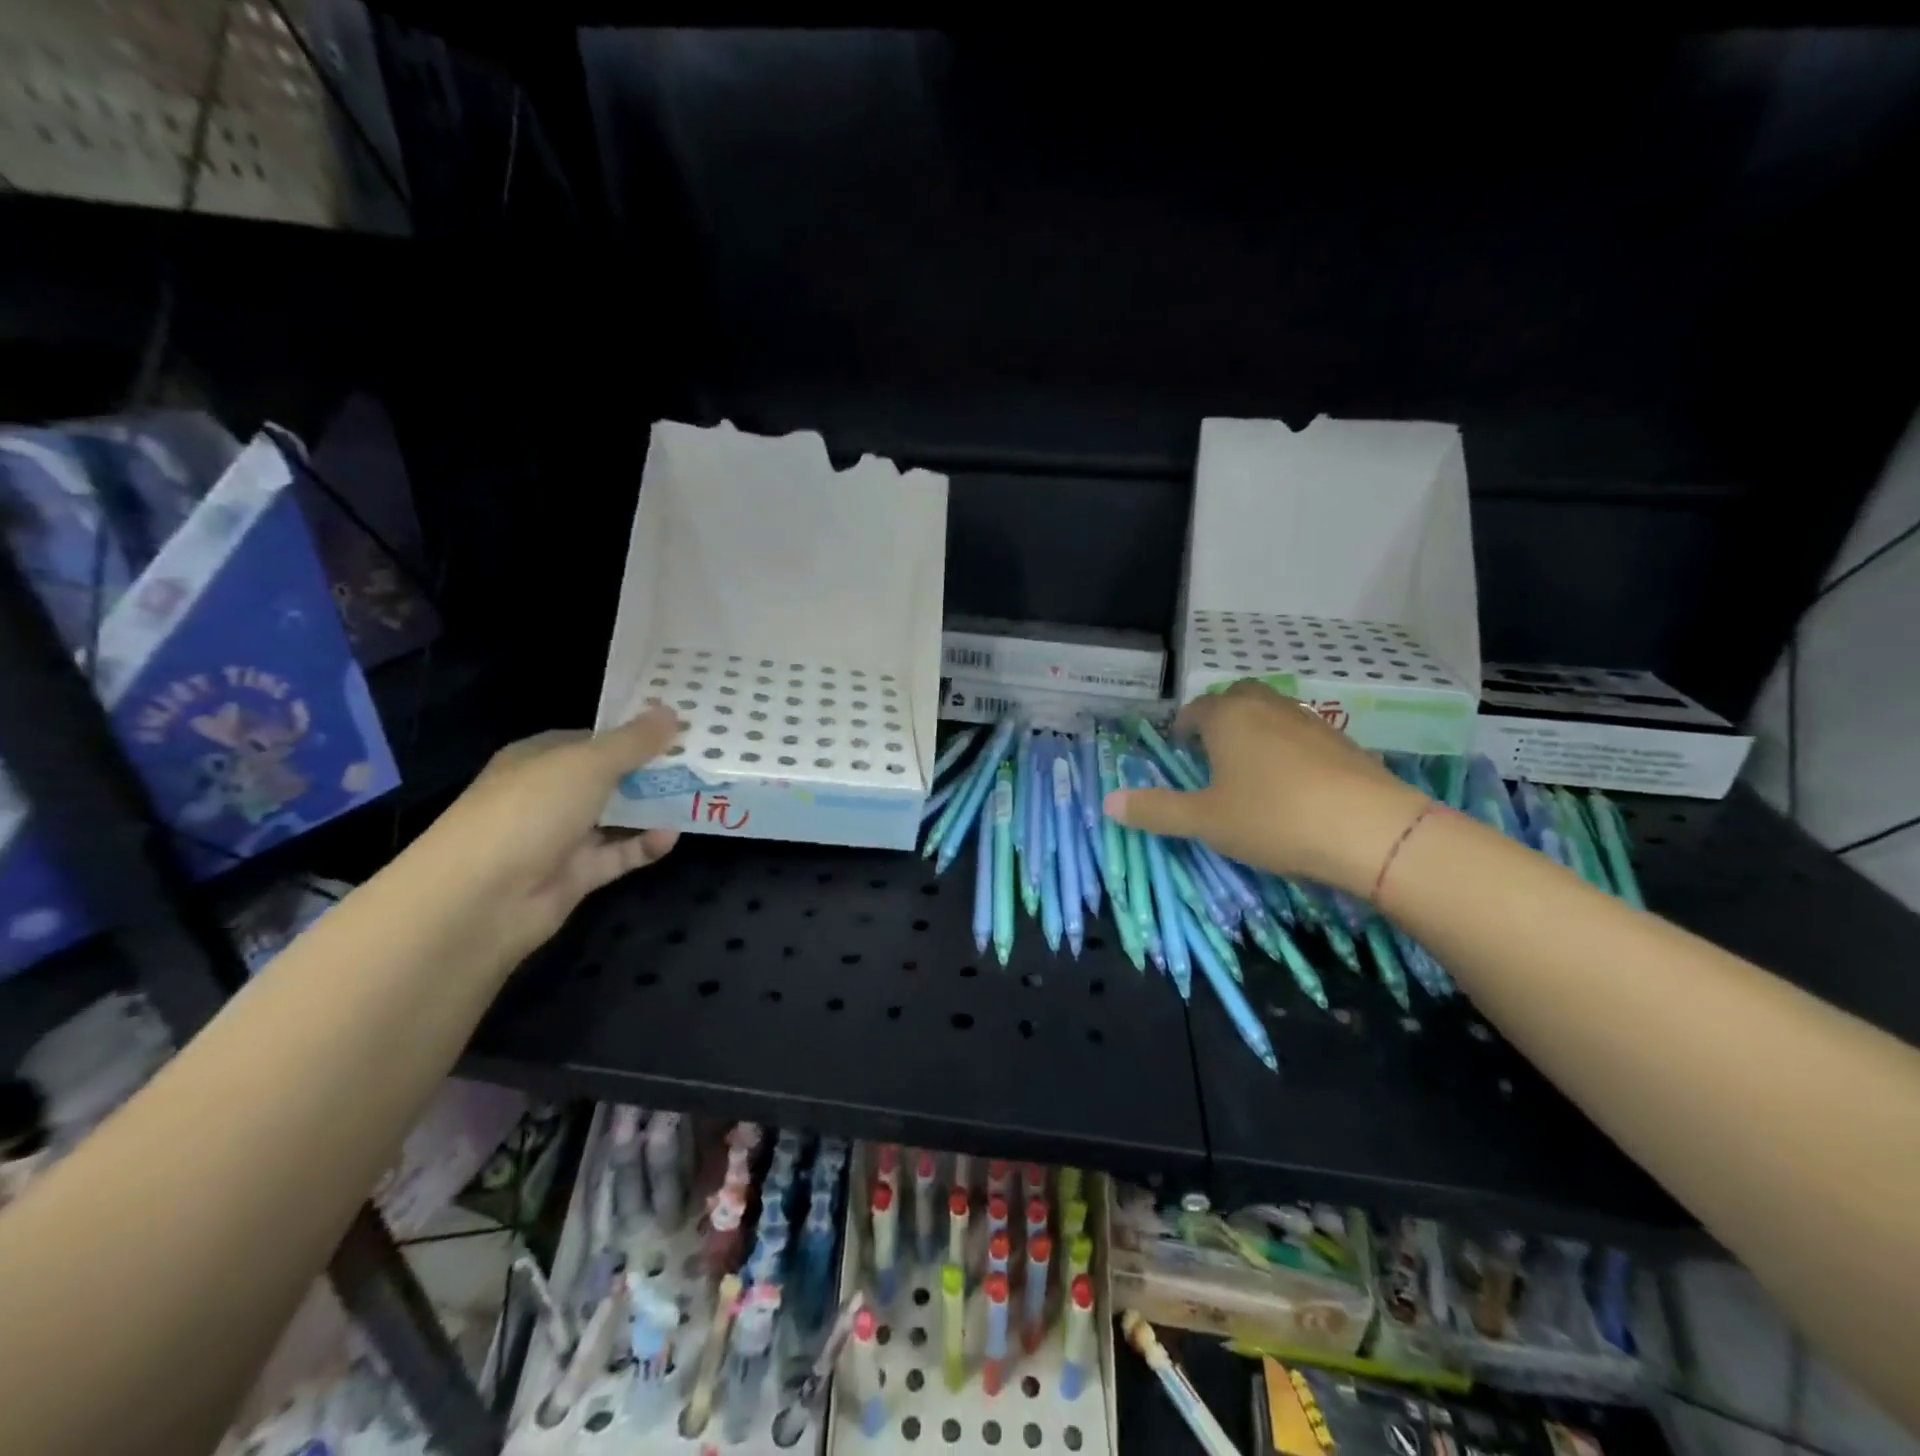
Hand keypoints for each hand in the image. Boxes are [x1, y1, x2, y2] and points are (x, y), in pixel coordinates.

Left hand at [409, 705, 682, 959]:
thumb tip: (672, 712)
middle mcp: (549, 794)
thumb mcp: (587, 764)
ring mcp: (561, 837)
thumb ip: (633, 742)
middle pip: (609, 777)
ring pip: (617, 817)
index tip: (679, 730)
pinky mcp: (575, 875)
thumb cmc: (530, 810)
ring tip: (699, 795)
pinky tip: (672, 836)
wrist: (481, 898)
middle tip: (702, 761)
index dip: (634, 734)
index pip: (593, 739)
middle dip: (651, 770)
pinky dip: (644, 846)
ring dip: (652, 808)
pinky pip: (618, 855)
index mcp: (540, 758)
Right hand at [1103, 681, 1428, 894]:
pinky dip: (1287, 749)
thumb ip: (1156, 810)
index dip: (1182, 726)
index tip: (1177, 748)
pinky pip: (1301, 734)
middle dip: (1220, 718)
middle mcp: (1267, 707)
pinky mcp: (1342, 742)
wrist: (1370, 831)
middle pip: (1237, 698)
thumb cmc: (1272, 818)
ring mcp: (1309, 721)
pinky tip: (1291, 785)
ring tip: (1249, 770)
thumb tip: (1108, 803)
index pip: (1195, 709)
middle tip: (1211, 752)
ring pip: (1272, 713)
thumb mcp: (1204, 821)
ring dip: (1255, 731)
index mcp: (1227, 717)